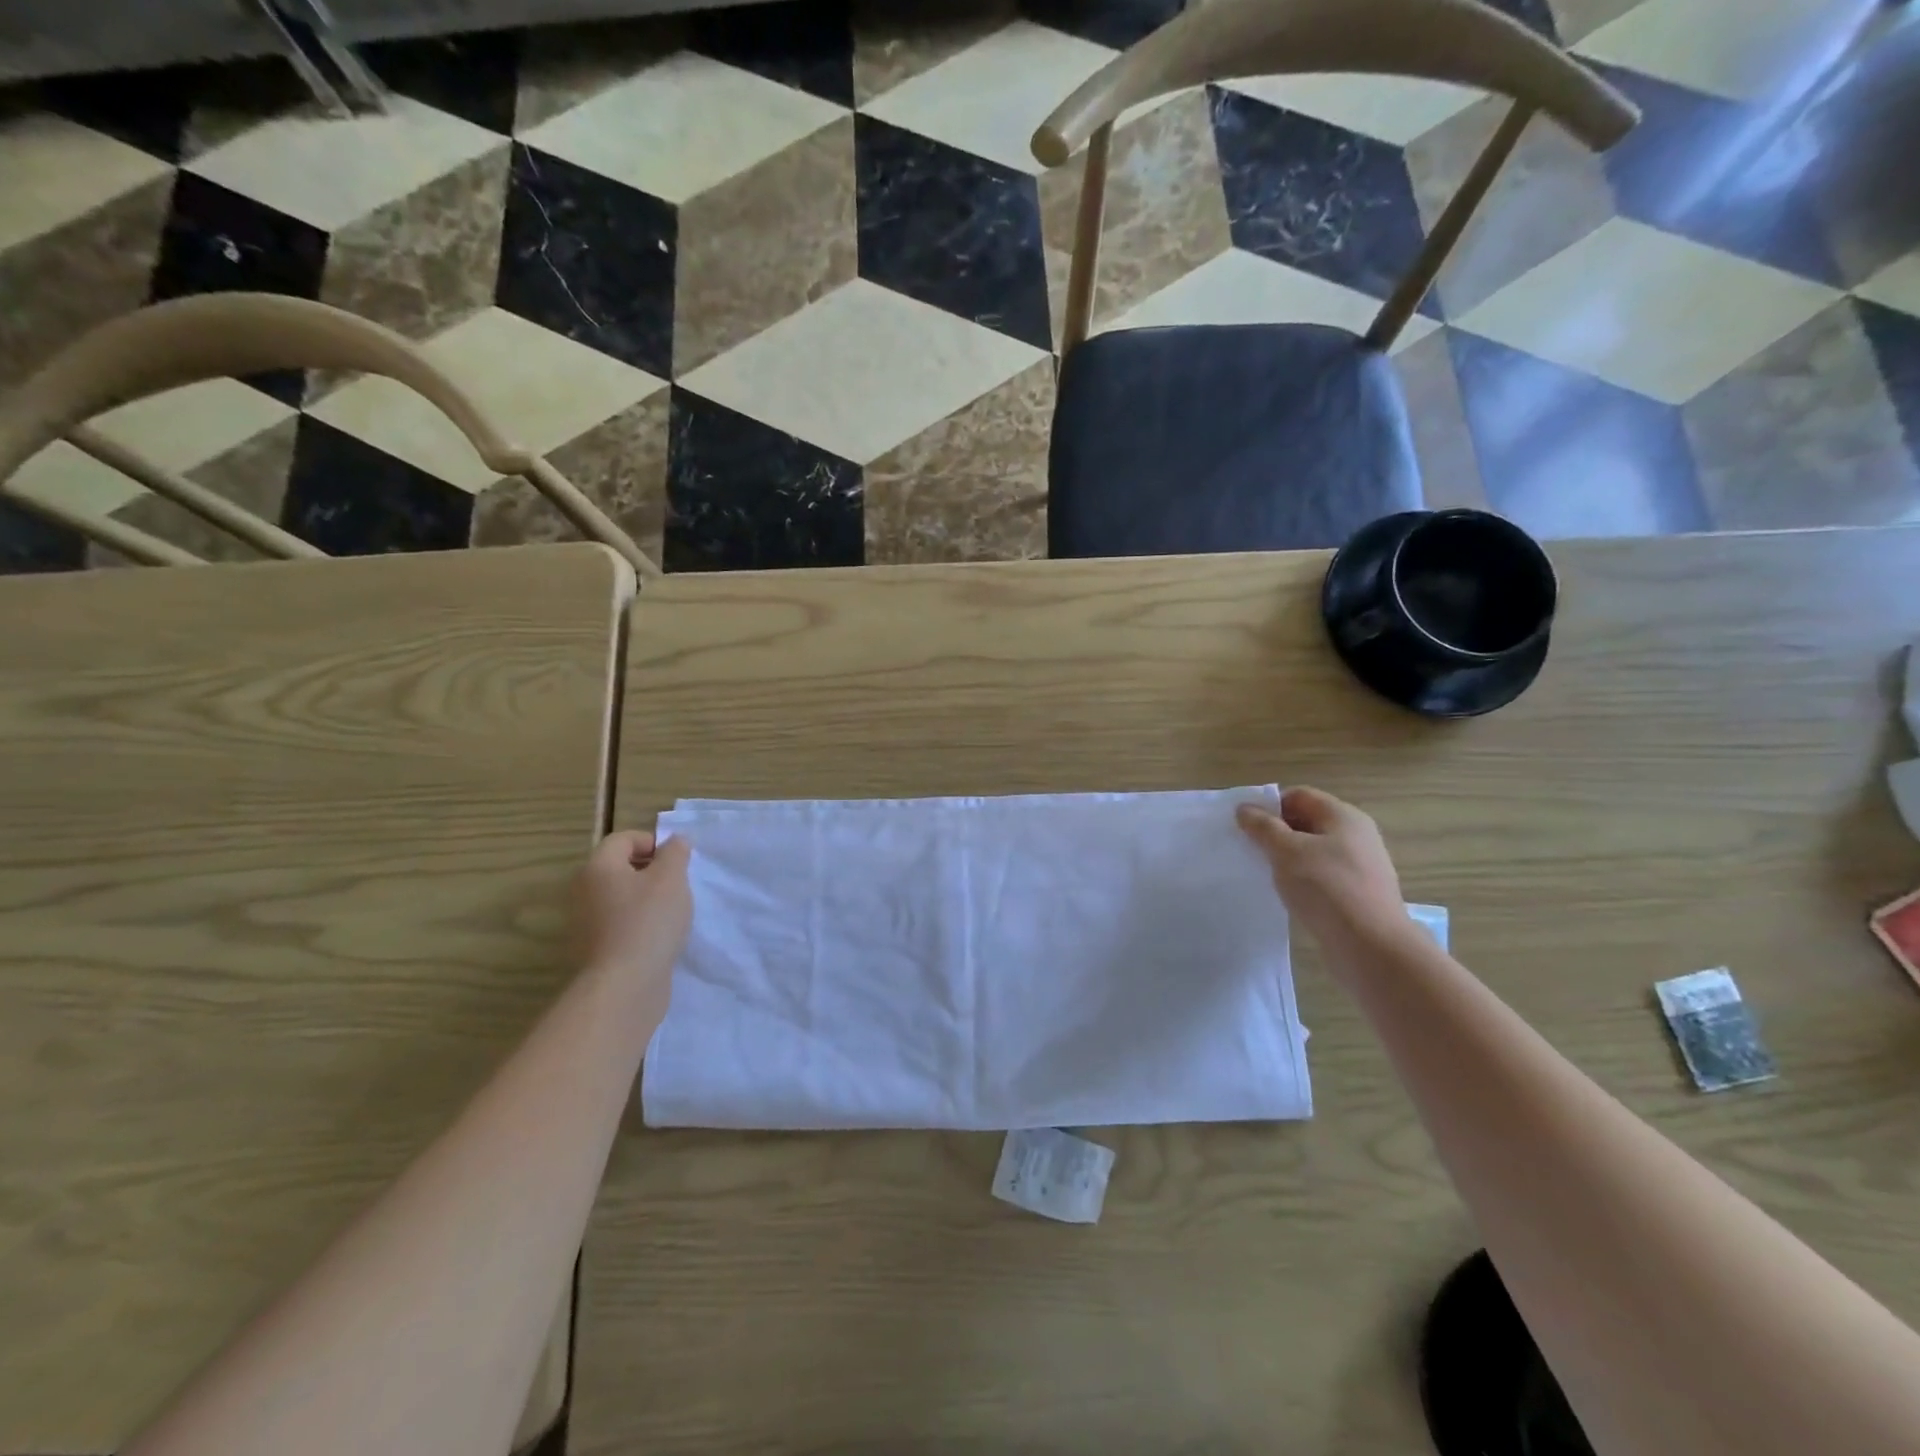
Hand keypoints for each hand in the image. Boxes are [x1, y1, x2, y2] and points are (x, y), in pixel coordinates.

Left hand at [573, 830, 692, 1032]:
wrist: (624, 986)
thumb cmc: (649, 921)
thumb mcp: (672, 878)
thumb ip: (675, 853)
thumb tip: (675, 841)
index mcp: (598, 867)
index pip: (623, 839)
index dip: (653, 842)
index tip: (677, 861)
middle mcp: (583, 891)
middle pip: (619, 868)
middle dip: (651, 871)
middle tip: (678, 885)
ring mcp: (584, 923)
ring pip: (620, 898)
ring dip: (646, 899)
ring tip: (672, 913)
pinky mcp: (593, 949)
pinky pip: (618, 924)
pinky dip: (638, 924)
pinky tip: (658, 938)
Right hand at [1236, 787, 1411, 960]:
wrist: (1371, 947)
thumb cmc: (1327, 889)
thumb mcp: (1286, 851)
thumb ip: (1262, 827)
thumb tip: (1245, 809)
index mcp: (1343, 816)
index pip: (1299, 796)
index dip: (1270, 806)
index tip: (1245, 826)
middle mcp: (1357, 835)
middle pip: (1307, 822)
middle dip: (1276, 832)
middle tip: (1250, 849)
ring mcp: (1360, 866)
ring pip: (1313, 851)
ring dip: (1287, 859)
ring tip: (1265, 874)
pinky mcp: (1358, 894)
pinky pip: (1322, 876)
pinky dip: (1302, 880)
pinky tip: (1288, 895)